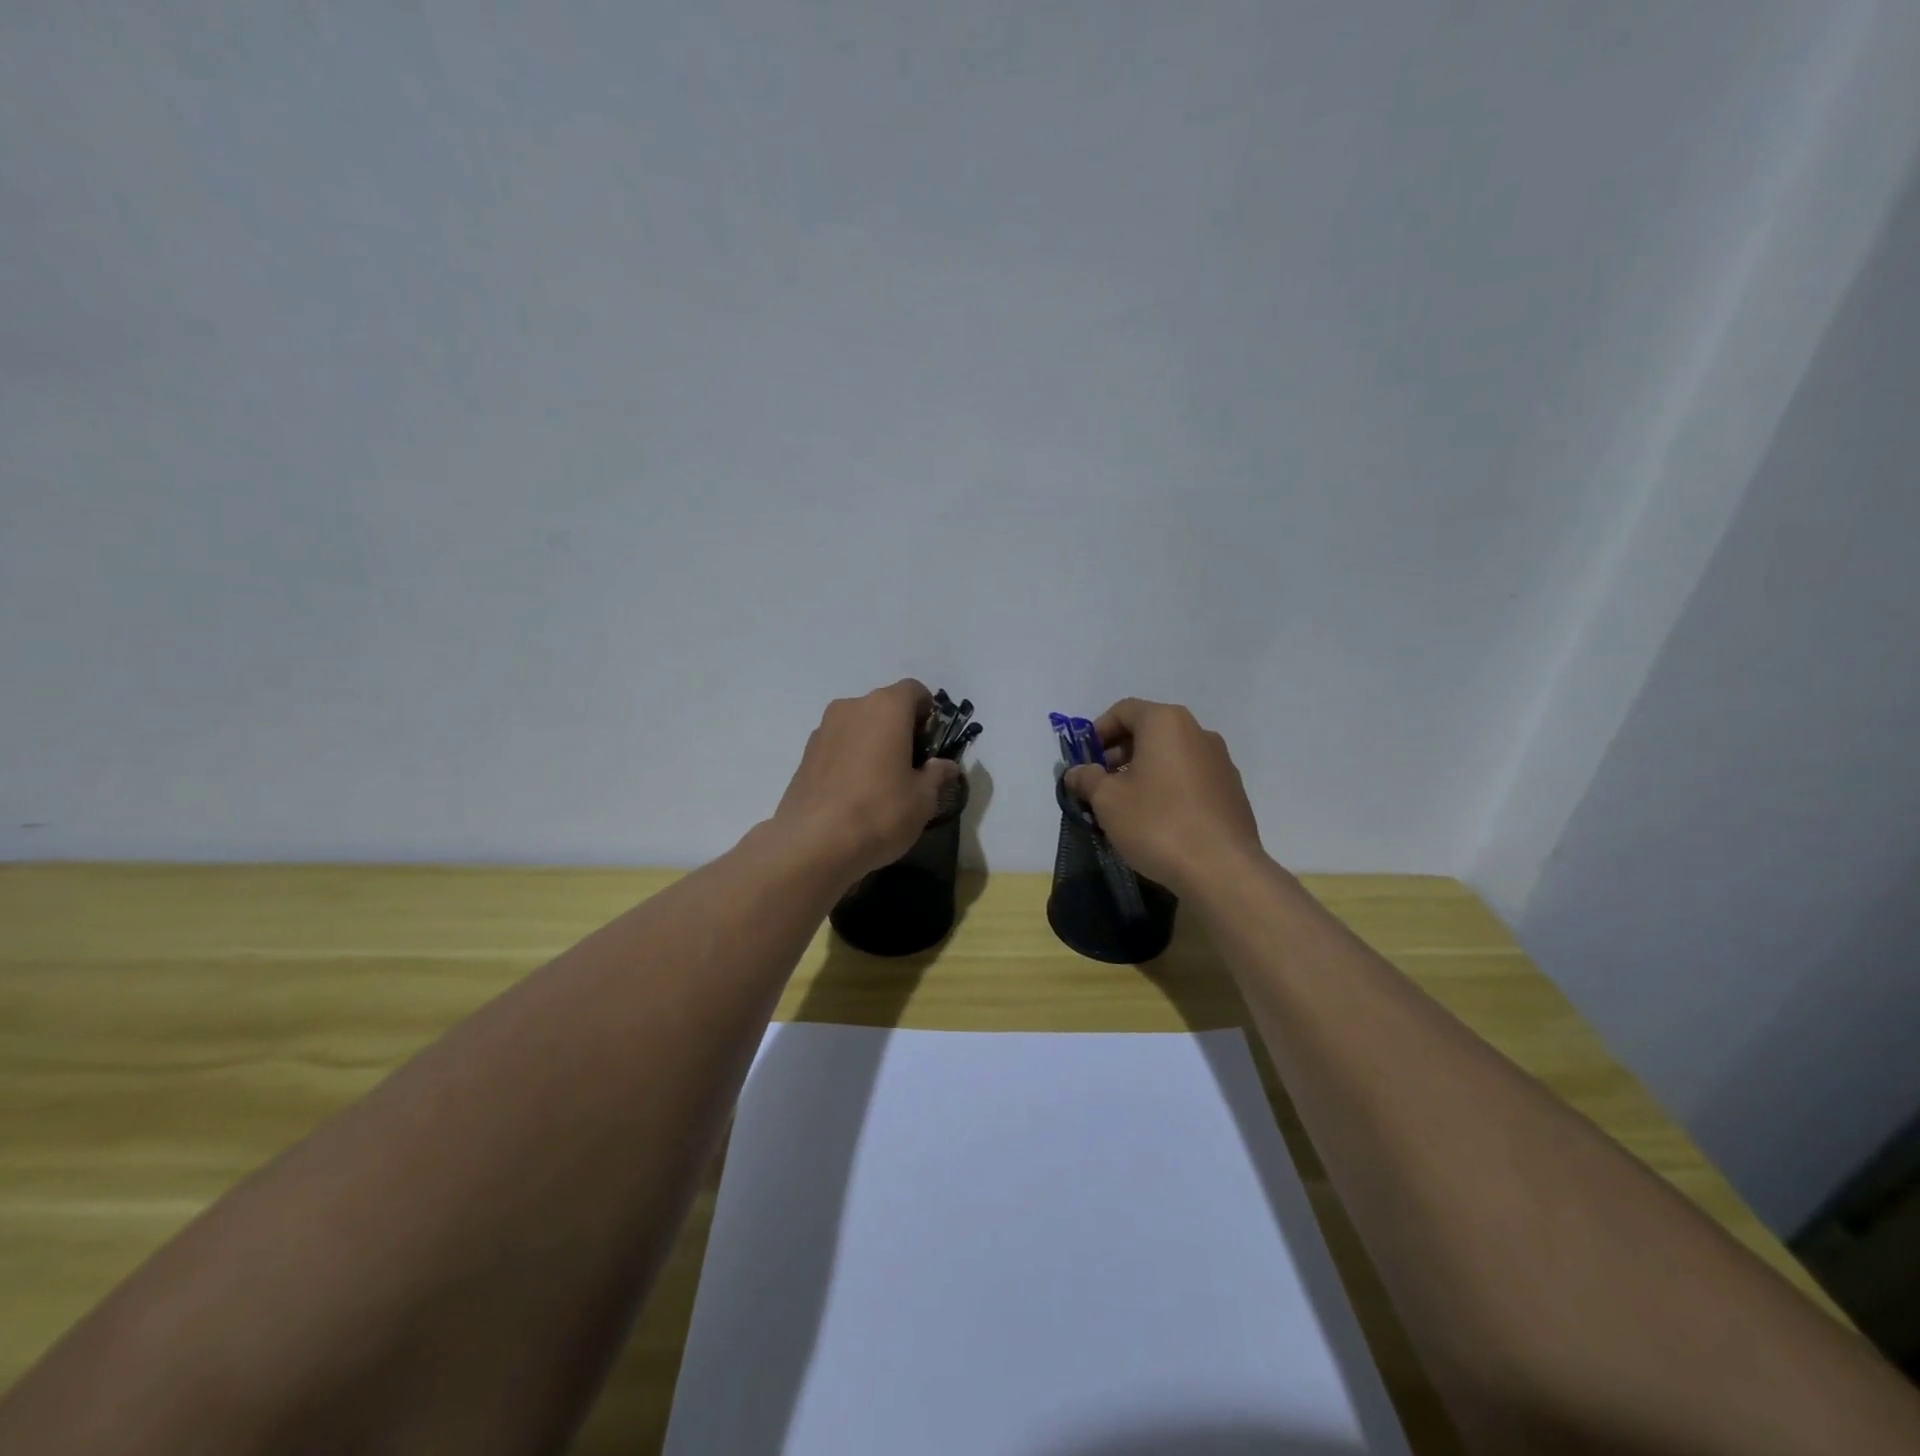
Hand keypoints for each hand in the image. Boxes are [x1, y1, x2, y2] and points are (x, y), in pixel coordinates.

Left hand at [772, 679, 961, 881]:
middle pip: (884, 706)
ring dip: (873, 743)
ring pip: (858, 726)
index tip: (932, 742)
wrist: (813, 844)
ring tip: (881, 782)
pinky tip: (855, 793)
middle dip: (900, 728)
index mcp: (885, 708)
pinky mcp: (804, 755)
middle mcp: (851, 708)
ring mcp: (823, 730)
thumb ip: (936, 775)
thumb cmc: (880, 812)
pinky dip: (850, 758)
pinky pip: (838, 746)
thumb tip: (945, 766)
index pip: (914, 690)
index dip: (928, 712)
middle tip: (911, 765)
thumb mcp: (923, 799)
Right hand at [1062, 699, 1264, 897]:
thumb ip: (1087, 779)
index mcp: (1166, 723)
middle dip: (1120, 752)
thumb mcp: (1107, 800)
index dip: (1098, 731)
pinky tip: (1157, 819)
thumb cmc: (1157, 823)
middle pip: (1150, 731)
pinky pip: (1190, 777)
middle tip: (1100, 783)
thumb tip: (1076, 772)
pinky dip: (1168, 786)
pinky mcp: (1232, 790)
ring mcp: (1220, 761)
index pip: (1124, 710)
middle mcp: (1198, 732)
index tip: (1084, 759)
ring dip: (1144, 771)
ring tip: (1126, 804)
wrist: (1221, 869)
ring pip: (1171, 755)